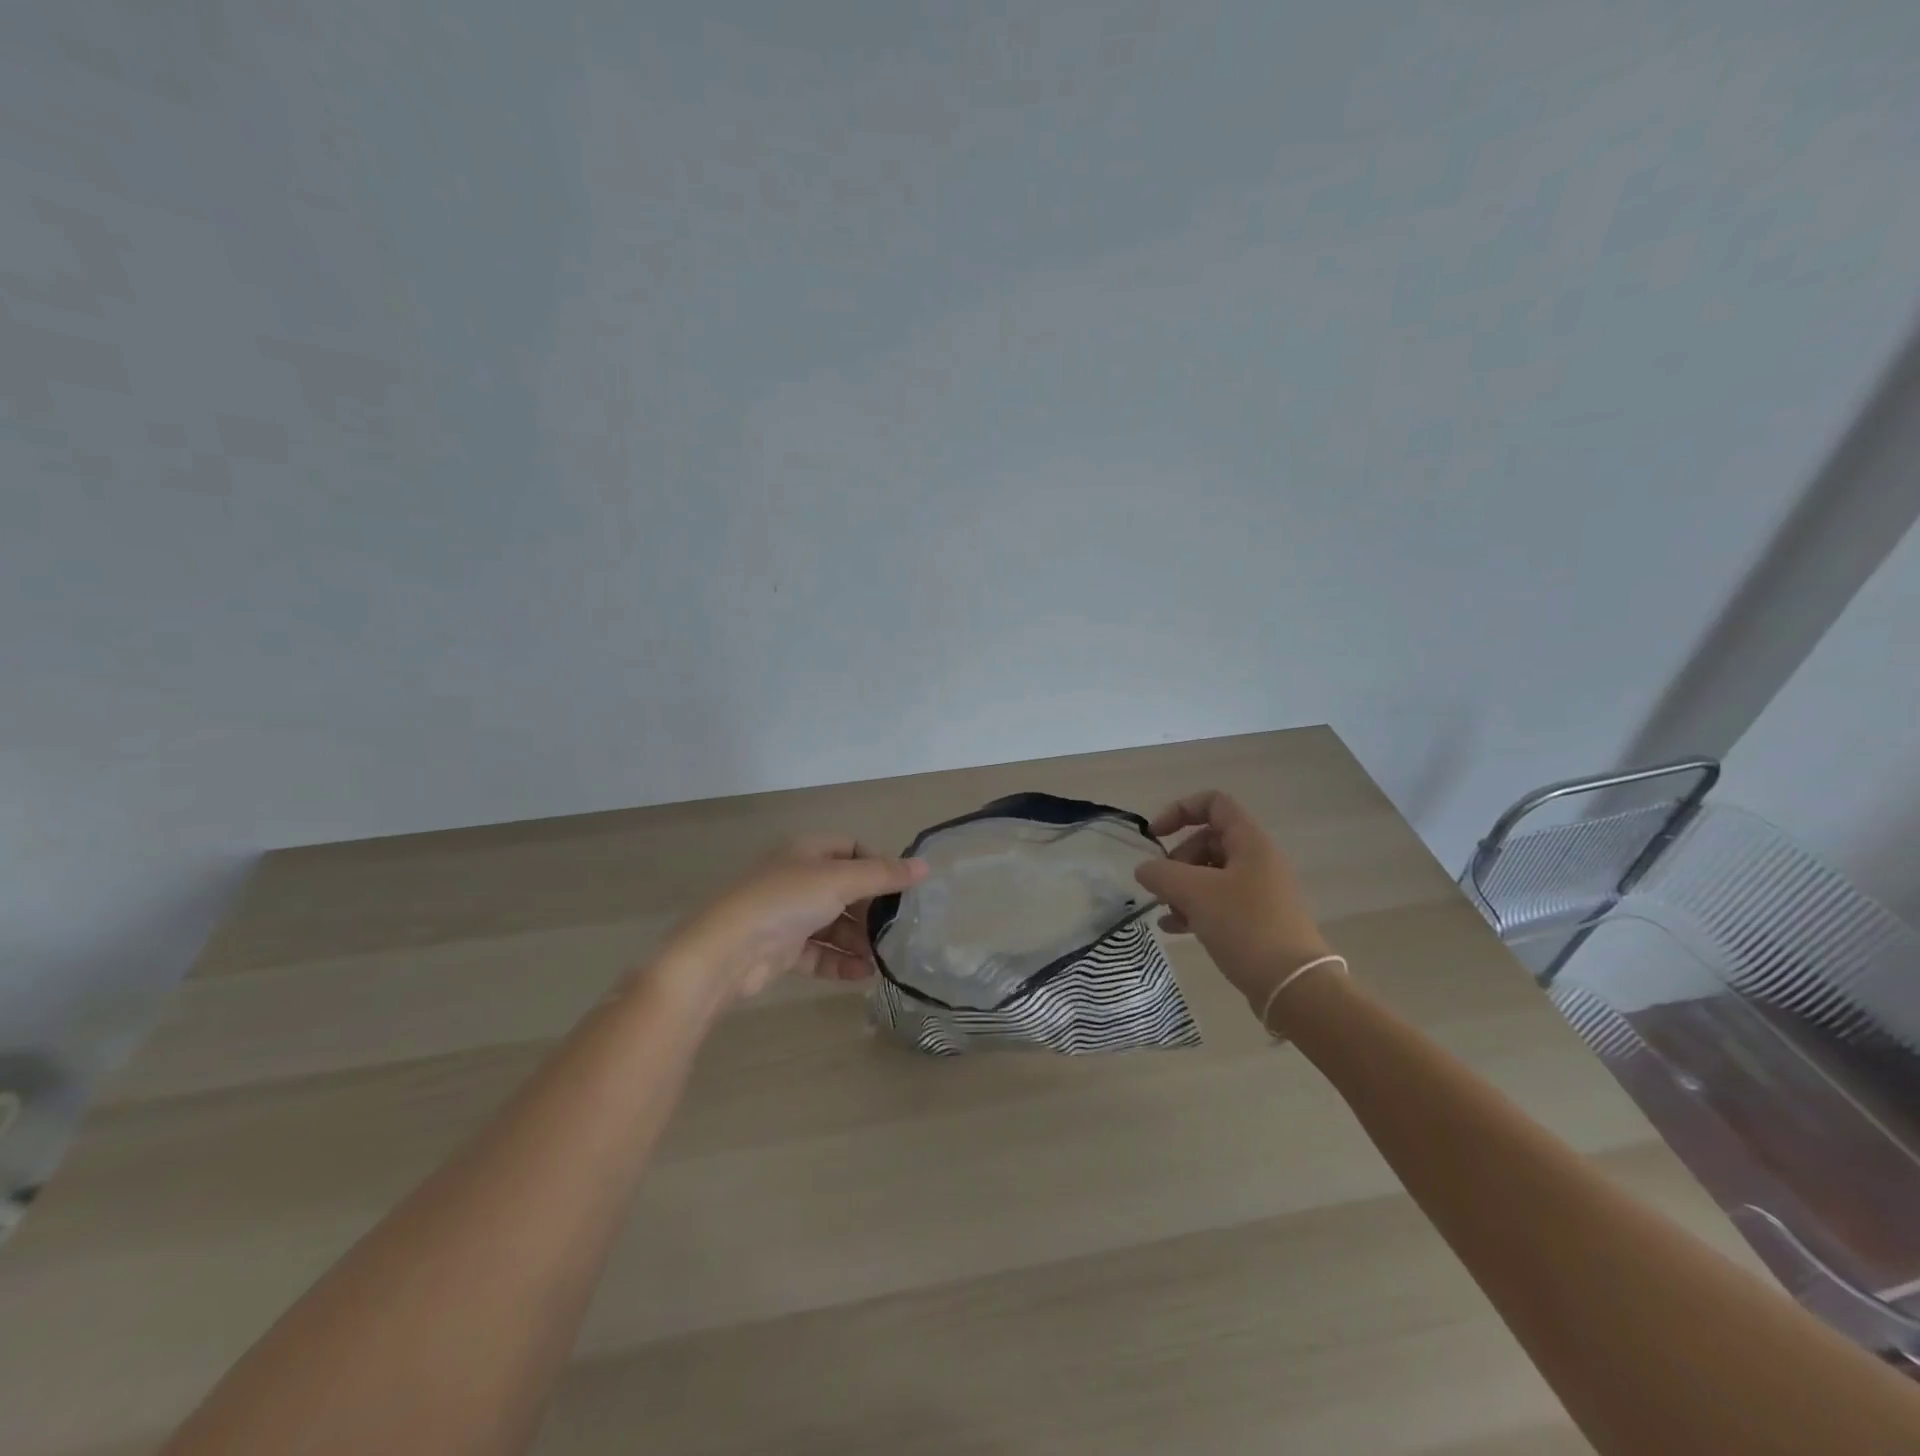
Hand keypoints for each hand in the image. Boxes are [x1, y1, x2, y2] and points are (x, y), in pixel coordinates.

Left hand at [663, 837, 927, 1000]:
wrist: (726, 952)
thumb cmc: (785, 901)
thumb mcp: (839, 881)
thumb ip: (883, 875)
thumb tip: (925, 866)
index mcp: (806, 851)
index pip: (851, 849)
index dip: (878, 865)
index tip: (902, 888)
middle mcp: (797, 878)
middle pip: (845, 889)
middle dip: (871, 910)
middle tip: (898, 929)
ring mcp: (788, 915)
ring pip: (833, 924)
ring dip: (858, 940)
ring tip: (884, 958)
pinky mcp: (781, 949)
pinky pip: (819, 952)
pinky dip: (840, 961)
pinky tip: (862, 974)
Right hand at [1134, 791, 1332, 1017]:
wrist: (1293, 986)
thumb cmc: (1245, 926)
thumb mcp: (1195, 893)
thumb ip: (1162, 873)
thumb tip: (1145, 869)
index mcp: (1250, 842)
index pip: (1214, 804)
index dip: (1180, 810)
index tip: (1155, 835)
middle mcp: (1257, 861)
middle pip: (1208, 840)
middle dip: (1178, 859)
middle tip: (1163, 885)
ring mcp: (1259, 892)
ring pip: (1211, 874)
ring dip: (1182, 886)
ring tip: (1166, 909)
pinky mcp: (1257, 920)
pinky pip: (1219, 902)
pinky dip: (1195, 908)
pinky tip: (1174, 927)